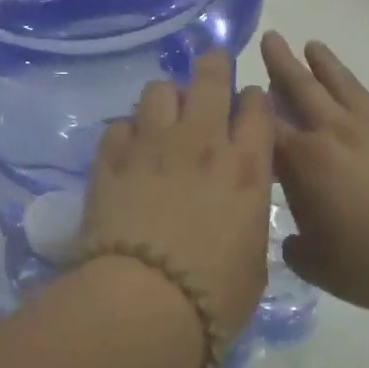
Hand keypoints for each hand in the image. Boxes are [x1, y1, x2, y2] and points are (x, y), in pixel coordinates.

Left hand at [80, 52, 275, 337]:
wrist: (145, 301)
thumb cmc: (214, 293)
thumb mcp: (252, 259)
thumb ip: (247, 219)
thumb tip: (235, 208)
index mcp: (245, 166)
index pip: (257, 107)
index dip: (254, 99)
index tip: (248, 104)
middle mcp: (201, 141)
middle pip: (210, 78)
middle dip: (214, 66)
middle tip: (211, 69)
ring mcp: (152, 144)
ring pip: (159, 90)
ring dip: (166, 99)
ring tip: (163, 116)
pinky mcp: (111, 157)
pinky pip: (120, 125)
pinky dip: (127, 133)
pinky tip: (127, 150)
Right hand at [261, 31, 368, 316]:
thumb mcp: (317, 263)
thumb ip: (297, 248)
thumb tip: (295, 241)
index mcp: (302, 162)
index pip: (265, 125)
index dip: (250, 108)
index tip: (240, 95)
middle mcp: (332, 133)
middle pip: (300, 87)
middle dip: (281, 63)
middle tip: (271, 38)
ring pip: (340, 83)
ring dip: (323, 63)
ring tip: (312, 46)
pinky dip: (355, 88)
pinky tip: (353, 88)